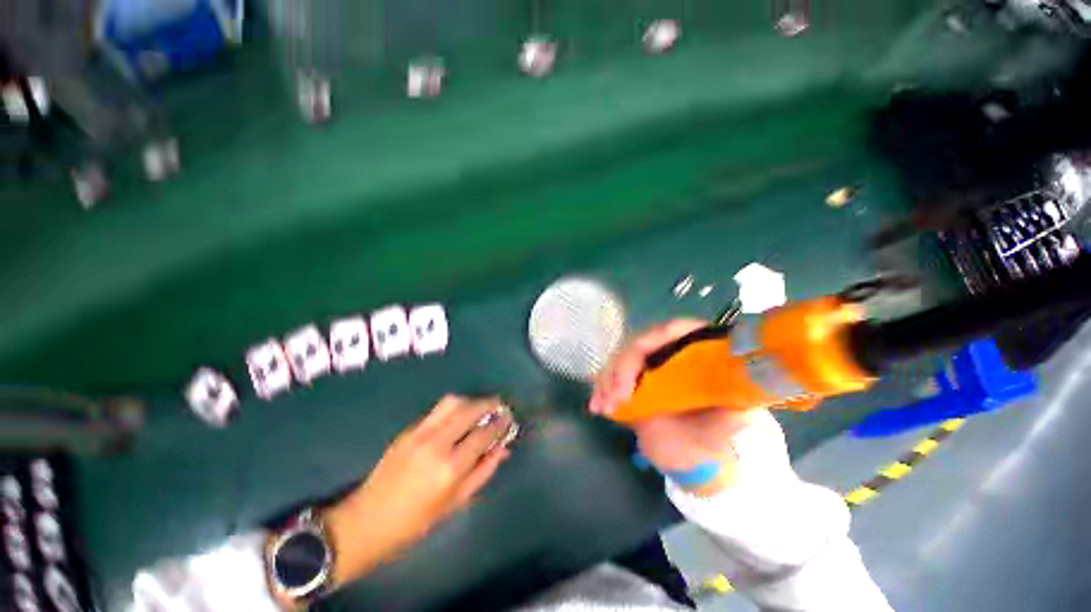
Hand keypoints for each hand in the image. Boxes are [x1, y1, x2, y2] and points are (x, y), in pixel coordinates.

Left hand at [321, 396, 514, 587]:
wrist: (366, 521)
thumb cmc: (415, 522)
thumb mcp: (455, 503)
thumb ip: (483, 471)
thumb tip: (503, 449)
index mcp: (449, 468)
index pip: (483, 433)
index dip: (500, 423)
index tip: (509, 418)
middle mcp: (436, 443)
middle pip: (470, 409)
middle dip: (489, 404)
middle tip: (500, 407)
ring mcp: (419, 433)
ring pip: (452, 401)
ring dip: (471, 401)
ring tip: (481, 409)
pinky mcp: (408, 430)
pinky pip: (438, 410)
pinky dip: (454, 408)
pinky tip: (459, 418)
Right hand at [590, 320, 754, 495]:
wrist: (688, 453)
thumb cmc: (711, 435)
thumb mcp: (726, 426)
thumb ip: (733, 416)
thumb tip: (739, 406)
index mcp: (693, 350)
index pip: (673, 330)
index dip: (654, 338)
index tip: (641, 359)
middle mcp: (665, 351)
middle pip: (639, 344)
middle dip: (624, 367)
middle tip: (618, 396)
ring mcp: (644, 365)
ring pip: (619, 359)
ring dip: (608, 380)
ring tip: (604, 406)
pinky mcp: (628, 380)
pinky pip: (609, 377)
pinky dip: (601, 390)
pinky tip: (597, 406)